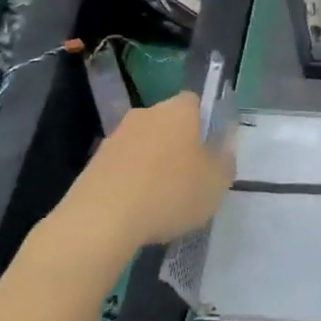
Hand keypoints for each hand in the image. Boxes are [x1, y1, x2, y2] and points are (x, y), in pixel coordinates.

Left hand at [65, 91, 234, 249]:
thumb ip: (225, 160)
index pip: (195, 102)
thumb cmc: (170, 193)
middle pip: (168, 122)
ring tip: (162, 199)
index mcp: (178, 111)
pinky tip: (137, 209)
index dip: (205, 122)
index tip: (211, 149)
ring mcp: (116, 136)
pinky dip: (132, 181)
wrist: (102, 218)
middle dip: (179, 144)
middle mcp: (145, 114)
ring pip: (144, 144)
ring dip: (153, 164)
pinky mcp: (94, 162)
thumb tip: (223, 145)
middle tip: (190, 177)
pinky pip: (123, 166)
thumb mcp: (216, 183)